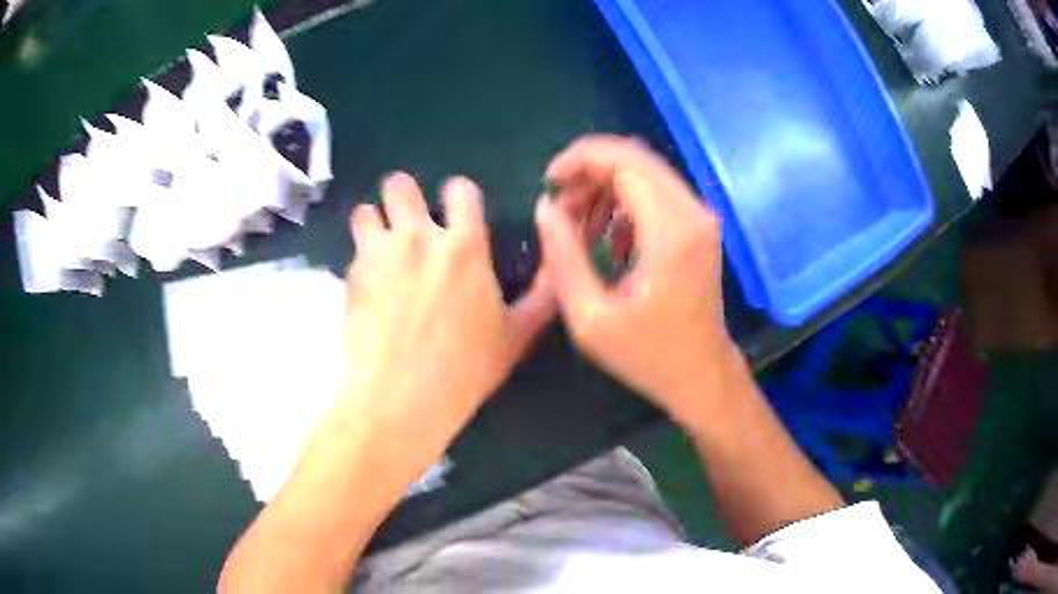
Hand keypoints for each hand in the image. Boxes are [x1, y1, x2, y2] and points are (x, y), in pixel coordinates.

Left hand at [330, 173, 553, 482]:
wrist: (400, 398)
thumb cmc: (464, 370)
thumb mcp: (514, 337)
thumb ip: (541, 300)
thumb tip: (560, 274)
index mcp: (464, 246)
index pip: (459, 189)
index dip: (457, 195)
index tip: (455, 211)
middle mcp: (418, 237)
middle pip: (400, 185)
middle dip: (403, 196)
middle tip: (409, 223)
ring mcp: (379, 254)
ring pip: (366, 211)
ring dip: (374, 222)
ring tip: (381, 248)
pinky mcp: (352, 276)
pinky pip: (354, 250)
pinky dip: (362, 259)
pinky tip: (370, 287)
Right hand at [535, 136, 736, 429]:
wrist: (702, 375)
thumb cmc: (648, 355)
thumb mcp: (590, 317)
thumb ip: (564, 256)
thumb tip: (546, 206)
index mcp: (670, 232)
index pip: (624, 162)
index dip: (580, 160)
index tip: (549, 182)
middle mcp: (692, 212)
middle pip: (636, 158)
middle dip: (589, 169)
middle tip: (559, 204)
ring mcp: (700, 217)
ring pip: (646, 172)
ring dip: (605, 187)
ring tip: (578, 227)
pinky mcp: (699, 226)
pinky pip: (657, 193)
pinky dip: (625, 203)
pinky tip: (608, 241)